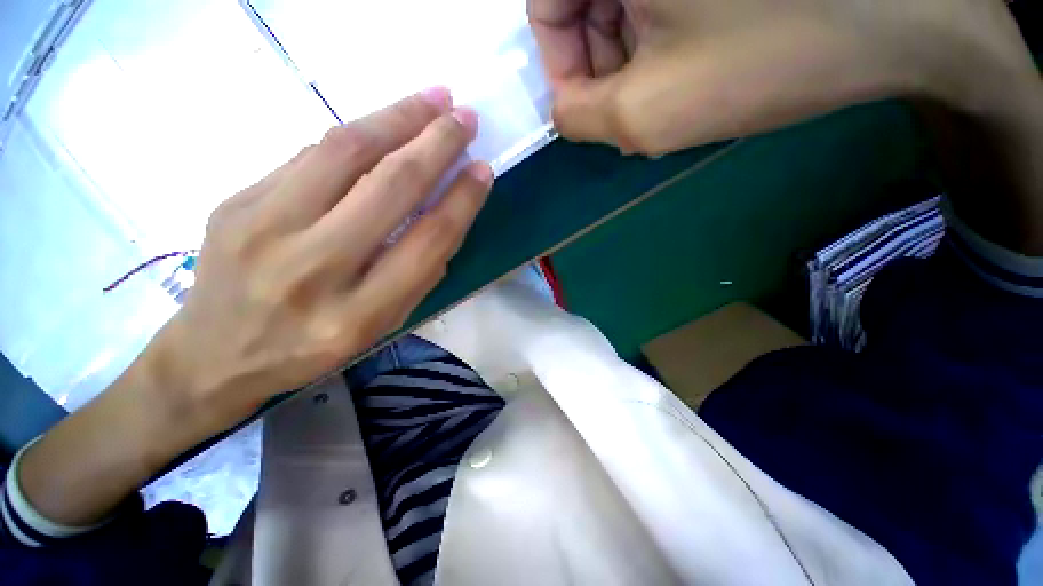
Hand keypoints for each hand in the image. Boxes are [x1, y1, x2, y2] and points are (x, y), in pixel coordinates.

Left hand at [147, 88, 490, 432]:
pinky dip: (359, 134)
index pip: (427, 242)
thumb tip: (447, 213)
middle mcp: (313, 269)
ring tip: (433, 98)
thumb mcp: (380, 326)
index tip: (483, 170)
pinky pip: (310, 154)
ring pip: (345, 152)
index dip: (461, 201)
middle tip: (466, 117)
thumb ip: (417, 275)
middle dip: (436, 144)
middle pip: (389, 188)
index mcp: (358, 315)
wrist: (213, 354)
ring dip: (398, 118)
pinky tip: (386, 122)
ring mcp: (264, 228)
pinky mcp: (236, 201)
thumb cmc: (312, 346)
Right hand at [528, 0, 1037, 154]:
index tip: (594, 107)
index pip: (544, 5)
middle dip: (602, 63)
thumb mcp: (649, 113)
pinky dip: (661, 34)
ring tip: (667, 91)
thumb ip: (580, 118)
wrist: (902, 20)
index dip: (562, 64)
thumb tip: (561, 108)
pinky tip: (692, 62)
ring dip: (632, 53)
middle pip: (582, 0)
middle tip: (634, 107)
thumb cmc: (772, 55)